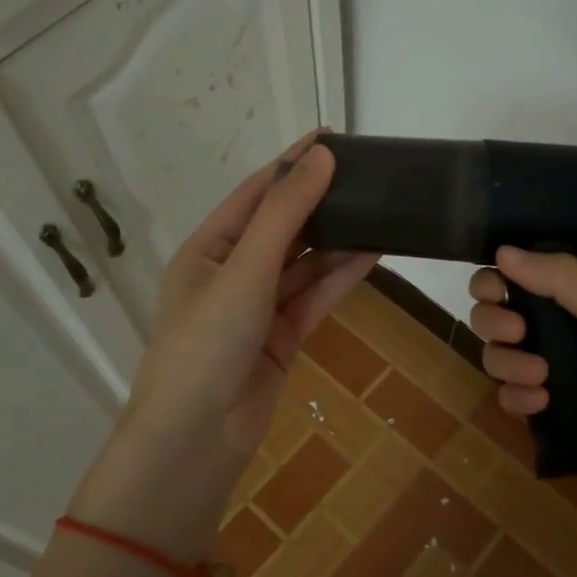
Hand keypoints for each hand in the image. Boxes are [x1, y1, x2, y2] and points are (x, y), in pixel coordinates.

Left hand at [117, 135, 376, 483]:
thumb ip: (284, 213)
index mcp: (208, 249)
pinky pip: (314, 298)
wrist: (197, 438)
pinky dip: (340, 277)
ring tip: (379, 212)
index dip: (291, 164)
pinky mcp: (281, 338)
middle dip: (319, 202)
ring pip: (304, 264)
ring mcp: (258, 307)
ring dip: (337, 242)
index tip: (331, 138)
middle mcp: (232, 272)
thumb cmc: (207, 342)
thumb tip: (321, 156)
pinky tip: (372, 254)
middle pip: (282, 227)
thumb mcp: (244, 269)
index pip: (255, 193)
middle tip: (367, 176)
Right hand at [470, 247, 576, 526]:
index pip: (514, 279)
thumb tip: (502, 250)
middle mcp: (558, 333)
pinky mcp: (555, 417)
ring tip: (541, 379)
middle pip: (495, 318)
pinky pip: (513, 402)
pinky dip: (516, 400)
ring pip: (498, 360)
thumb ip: (564, 281)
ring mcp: (554, 376)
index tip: (496, 292)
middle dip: (494, 323)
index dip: (493, 282)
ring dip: (506, 364)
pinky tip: (541, 405)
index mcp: (576, 301)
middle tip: (519, 333)